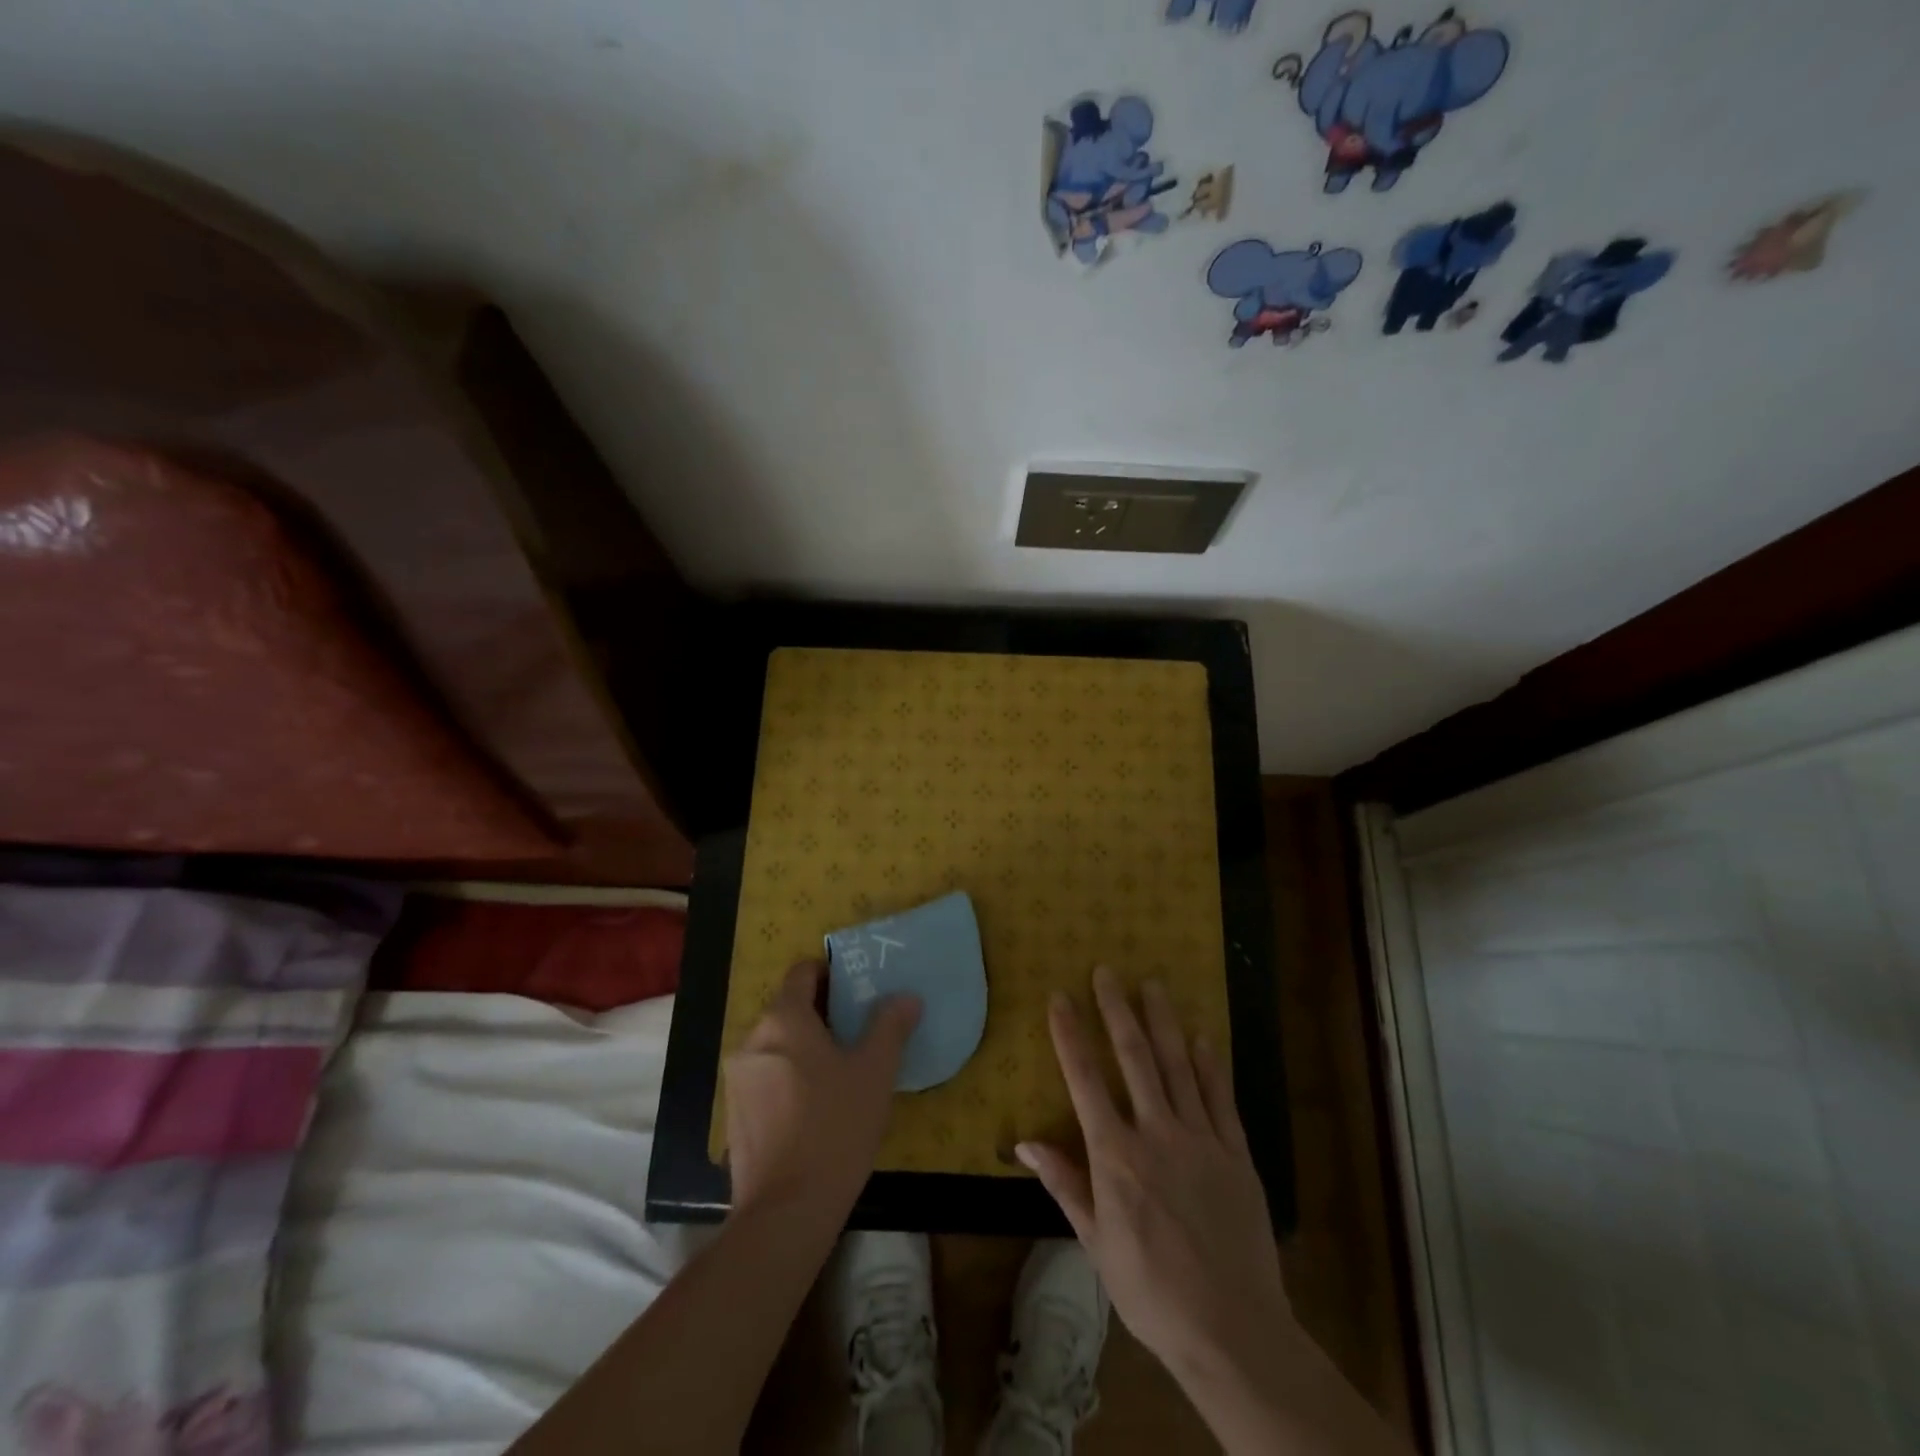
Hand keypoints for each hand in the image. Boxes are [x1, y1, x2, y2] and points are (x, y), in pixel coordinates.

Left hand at [724, 961, 920, 1223]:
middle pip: (788, 1009)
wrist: (787, 1210)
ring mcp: (737, 1080)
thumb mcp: (875, 1071)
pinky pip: (765, 1078)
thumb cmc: (835, 1126)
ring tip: (840, 1072)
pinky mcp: (734, 1115)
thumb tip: (906, 997)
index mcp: (784, 1019)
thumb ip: (890, 1026)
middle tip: (858, 1032)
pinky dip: (788, 1078)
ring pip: (776, 1045)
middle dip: (821, 1014)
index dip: (829, 974)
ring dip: (804, 1048)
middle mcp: (752, 1040)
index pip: (801, 973)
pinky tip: (815, 1108)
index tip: (856, 990)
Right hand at [1017, 966, 1290, 1380]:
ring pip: (1178, 1066)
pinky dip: (1209, 1064)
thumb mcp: (1096, 1244)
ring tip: (1152, 984)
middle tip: (1107, 971)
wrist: (1232, 1331)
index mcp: (1116, 1156)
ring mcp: (1200, 1140)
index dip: (1070, 1034)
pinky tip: (1201, 1037)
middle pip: (1134, 1058)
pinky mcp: (1235, 1153)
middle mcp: (1156, 1134)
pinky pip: (1220, 1098)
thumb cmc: (1151, 1291)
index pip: (1086, 1080)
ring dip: (1163, 1021)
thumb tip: (1025, 1142)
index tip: (1060, 997)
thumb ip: (1064, 1184)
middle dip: (1117, 1009)